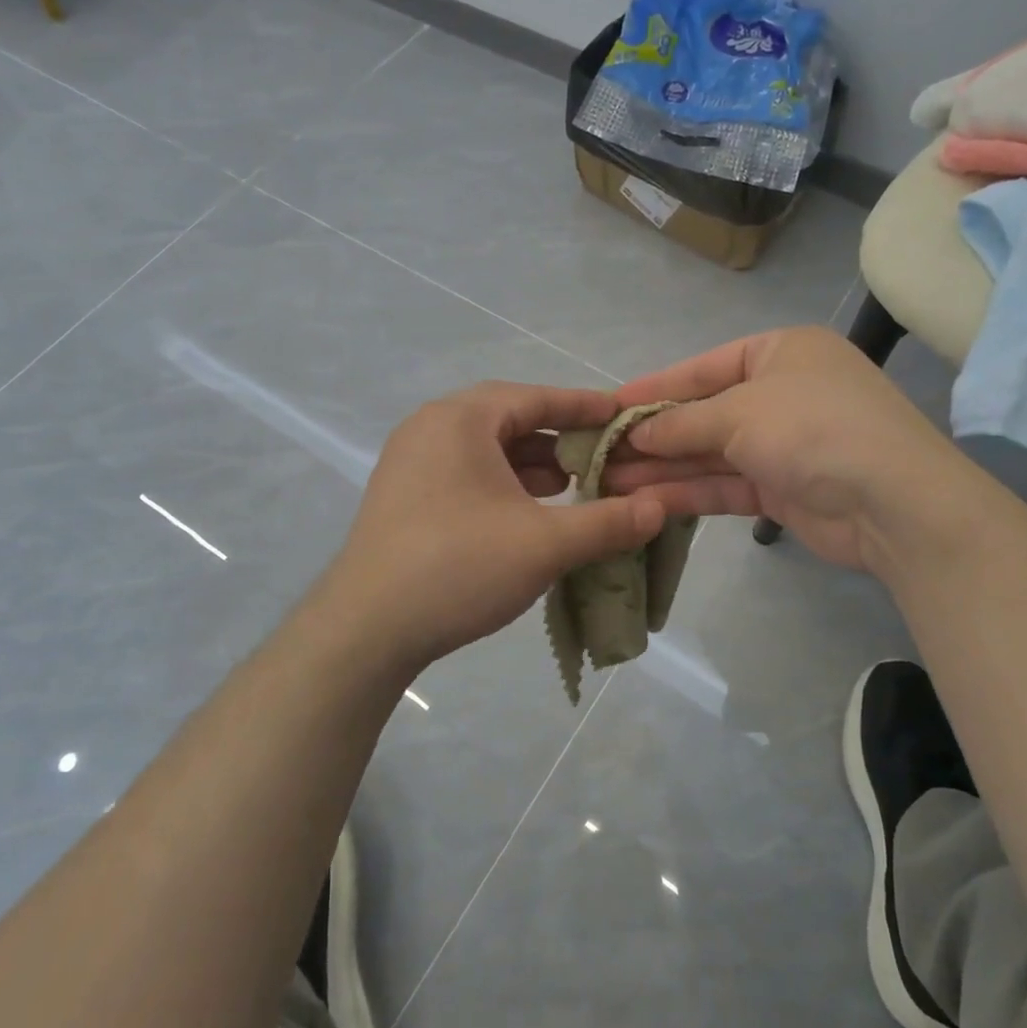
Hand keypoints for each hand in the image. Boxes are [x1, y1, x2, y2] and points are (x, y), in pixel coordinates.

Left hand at [317, 382, 665, 673]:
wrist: (365, 630)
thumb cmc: (458, 567)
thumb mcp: (544, 544)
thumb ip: (607, 523)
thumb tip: (661, 507)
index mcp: (460, 419)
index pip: (536, 397)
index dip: (585, 406)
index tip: (623, 416)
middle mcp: (430, 428)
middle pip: (510, 421)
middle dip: (560, 440)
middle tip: (603, 459)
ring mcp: (411, 463)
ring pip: (486, 451)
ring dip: (532, 466)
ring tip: (574, 487)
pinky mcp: (403, 497)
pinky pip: (465, 474)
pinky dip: (503, 485)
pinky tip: (528, 513)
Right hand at [605, 326, 970, 572]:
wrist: (892, 502)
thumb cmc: (813, 428)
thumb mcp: (740, 412)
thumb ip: (682, 423)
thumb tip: (636, 433)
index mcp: (780, 352)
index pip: (703, 367)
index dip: (654, 387)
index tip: (608, 405)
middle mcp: (781, 393)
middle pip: (704, 412)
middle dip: (654, 434)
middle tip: (601, 451)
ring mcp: (782, 443)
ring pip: (710, 453)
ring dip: (663, 467)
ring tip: (609, 480)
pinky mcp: (781, 488)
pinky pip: (725, 484)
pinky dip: (689, 491)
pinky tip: (646, 499)